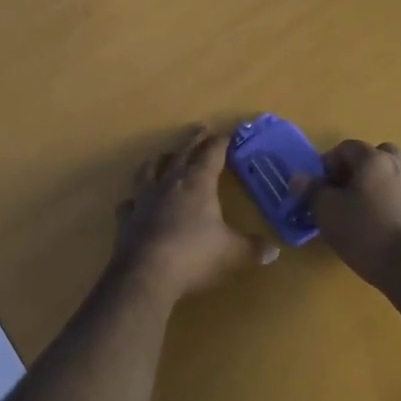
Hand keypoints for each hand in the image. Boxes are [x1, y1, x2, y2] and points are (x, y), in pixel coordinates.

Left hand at [113, 126, 275, 302]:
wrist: (146, 273)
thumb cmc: (194, 256)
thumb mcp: (232, 253)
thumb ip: (252, 249)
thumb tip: (273, 250)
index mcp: (197, 183)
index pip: (211, 154)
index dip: (221, 142)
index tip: (228, 134)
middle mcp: (170, 183)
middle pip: (182, 153)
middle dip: (193, 140)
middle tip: (200, 128)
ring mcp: (144, 198)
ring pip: (149, 169)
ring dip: (159, 160)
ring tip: (164, 156)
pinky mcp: (127, 218)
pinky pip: (130, 202)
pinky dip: (134, 199)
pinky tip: (135, 202)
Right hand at [302, 140, 400, 291]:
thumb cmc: (367, 233)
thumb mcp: (328, 212)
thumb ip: (312, 190)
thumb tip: (299, 178)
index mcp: (373, 159)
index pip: (346, 147)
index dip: (327, 164)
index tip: (318, 188)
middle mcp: (398, 166)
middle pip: (373, 157)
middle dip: (355, 171)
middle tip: (341, 194)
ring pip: (388, 178)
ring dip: (372, 189)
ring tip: (357, 215)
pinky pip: (400, 199)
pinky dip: (387, 206)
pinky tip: (378, 231)